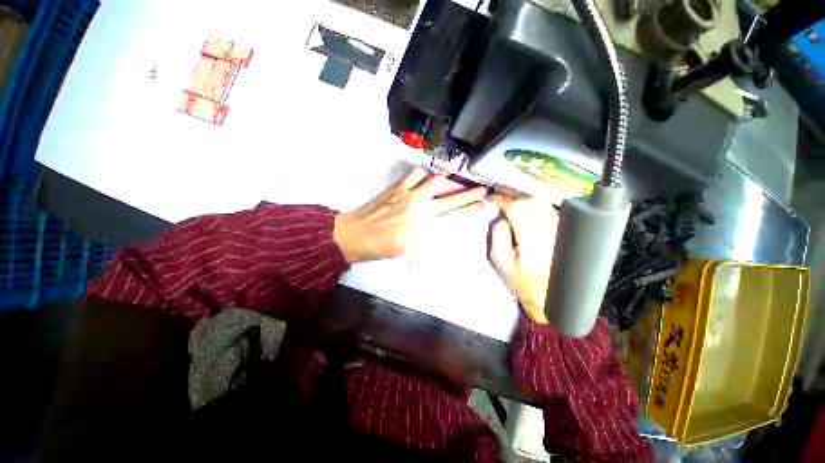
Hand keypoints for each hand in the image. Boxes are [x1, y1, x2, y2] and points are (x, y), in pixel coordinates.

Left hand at [334, 167, 486, 262]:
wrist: (357, 235)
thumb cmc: (385, 248)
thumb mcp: (413, 250)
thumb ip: (433, 236)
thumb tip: (448, 224)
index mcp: (424, 231)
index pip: (456, 218)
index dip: (472, 211)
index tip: (483, 206)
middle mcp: (420, 211)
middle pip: (451, 199)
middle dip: (470, 194)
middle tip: (482, 190)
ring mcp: (409, 196)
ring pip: (436, 181)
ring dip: (448, 182)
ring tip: (453, 184)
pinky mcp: (398, 187)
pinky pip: (416, 173)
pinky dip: (425, 175)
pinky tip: (427, 179)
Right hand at [487, 189, 558, 323]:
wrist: (550, 295)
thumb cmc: (522, 281)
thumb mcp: (500, 260)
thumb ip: (498, 234)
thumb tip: (501, 215)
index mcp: (533, 240)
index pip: (518, 208)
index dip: (503, 199)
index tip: (490, 196)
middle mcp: (550, 229)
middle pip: (531, 201)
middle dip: (511, 193)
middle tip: (496, 191)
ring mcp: (559, 229)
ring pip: (540, 202)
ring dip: (521, 195)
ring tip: (505, 194)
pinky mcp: (561, 230)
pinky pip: (545, 208)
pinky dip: (531, 202)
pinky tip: (520, 202)